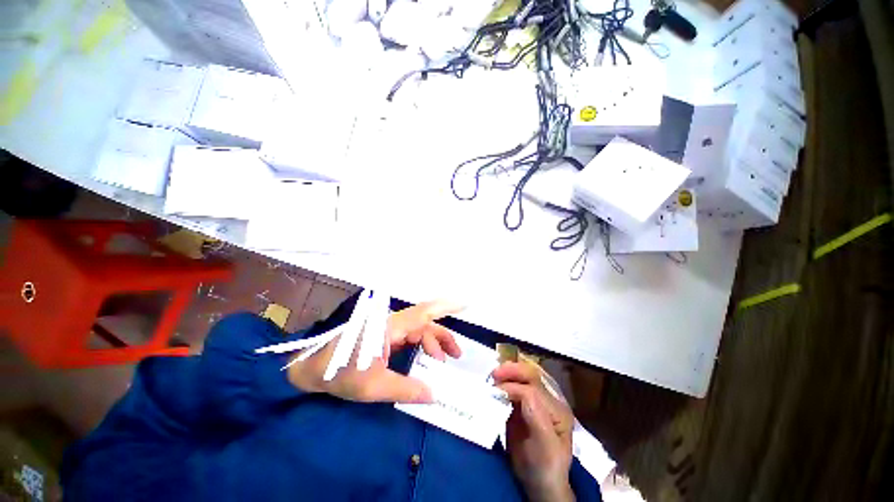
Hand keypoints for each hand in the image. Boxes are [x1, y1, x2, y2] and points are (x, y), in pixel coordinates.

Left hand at [286, 300, 462, 403]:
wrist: (312, 370)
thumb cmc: (340, 374)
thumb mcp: (374, 387)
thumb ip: (405, 390)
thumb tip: (433, 395)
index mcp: (390, 327)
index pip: (423, 312)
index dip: (445, 307)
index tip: (464, 303)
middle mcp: (392, 322)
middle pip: (424, 323)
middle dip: (442, 337)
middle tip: (456, 356)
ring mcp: (388, 327)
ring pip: (417, 329)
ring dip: (432, 343)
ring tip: (441, 362)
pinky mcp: (384, 334)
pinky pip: (409, 336)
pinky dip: (420, 346)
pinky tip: (425, 359)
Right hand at [494, 362, 574, 501]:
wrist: (540, 484)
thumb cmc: (546, 468)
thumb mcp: (546, 447)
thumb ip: (536, 417)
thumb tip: (518, 391)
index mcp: (558, 409)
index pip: (534, 389)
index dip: (514, 387)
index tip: (495, 391)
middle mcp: (548, 400)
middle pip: (531, 375)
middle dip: (512, 371)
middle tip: (493, 375)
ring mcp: (536, 401)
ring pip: (523, 376)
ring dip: (507, 373)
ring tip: (492, 376)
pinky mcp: (524, 405)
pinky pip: (515, 386)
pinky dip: (504, 381)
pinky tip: (495, 383)